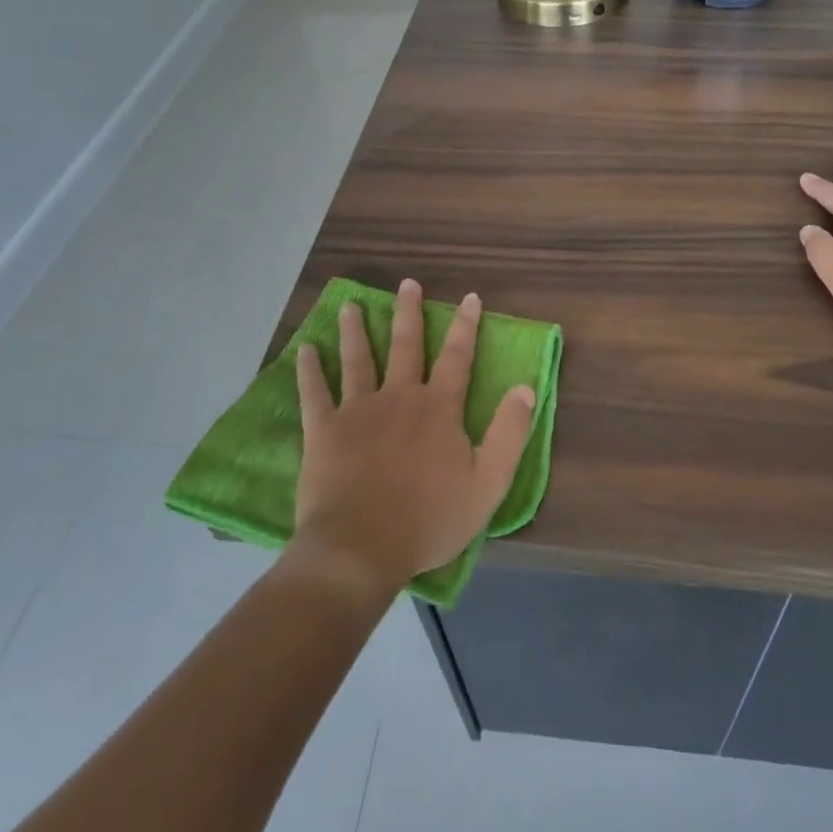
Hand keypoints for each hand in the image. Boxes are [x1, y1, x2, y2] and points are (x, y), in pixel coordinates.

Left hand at [289, 279, 535, 599]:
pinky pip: (314, 392)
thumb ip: (509, 433)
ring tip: (351, 305)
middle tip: (407, 283)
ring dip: (356, 330)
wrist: (361, 548)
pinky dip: (310, 370)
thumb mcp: (488, 483)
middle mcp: (399, 397)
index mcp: (438, 409)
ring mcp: (358, 410)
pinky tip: (306, 350)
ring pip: (358, 359)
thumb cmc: (430, 520)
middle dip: (409, 312)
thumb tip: (526, 387)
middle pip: (406, 345)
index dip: (466, 326)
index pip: (457, 357)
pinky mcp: (324, 430)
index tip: (469, 297)